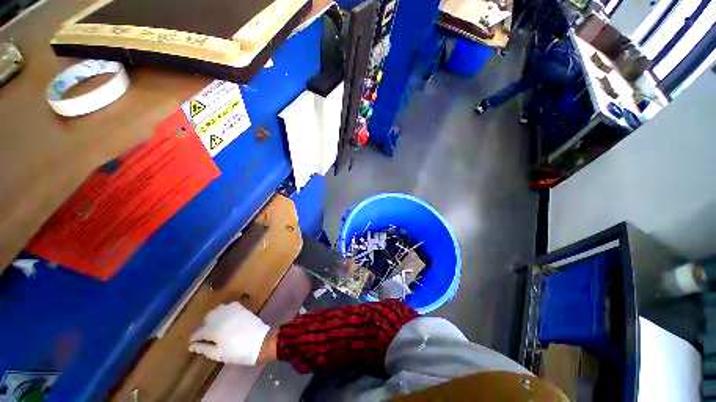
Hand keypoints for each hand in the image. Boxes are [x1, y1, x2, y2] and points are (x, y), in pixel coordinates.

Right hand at [188, 302, 269, 364]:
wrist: (259, 341)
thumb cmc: (237, 351)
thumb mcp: (217, 354)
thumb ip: (203, 348)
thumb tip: (191, 346)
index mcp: (212, 329)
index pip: (197, 332)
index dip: (194, 339)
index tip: (193, 344)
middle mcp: (220, 316)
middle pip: (207, 319)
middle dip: (204, 326)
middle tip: (207, 337)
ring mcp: (231, 309)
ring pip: (216, 311)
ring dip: (214, 318)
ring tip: (216, 328)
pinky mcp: (240, 307)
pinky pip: (228, 307)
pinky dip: (224, 312)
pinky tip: (227, 320)